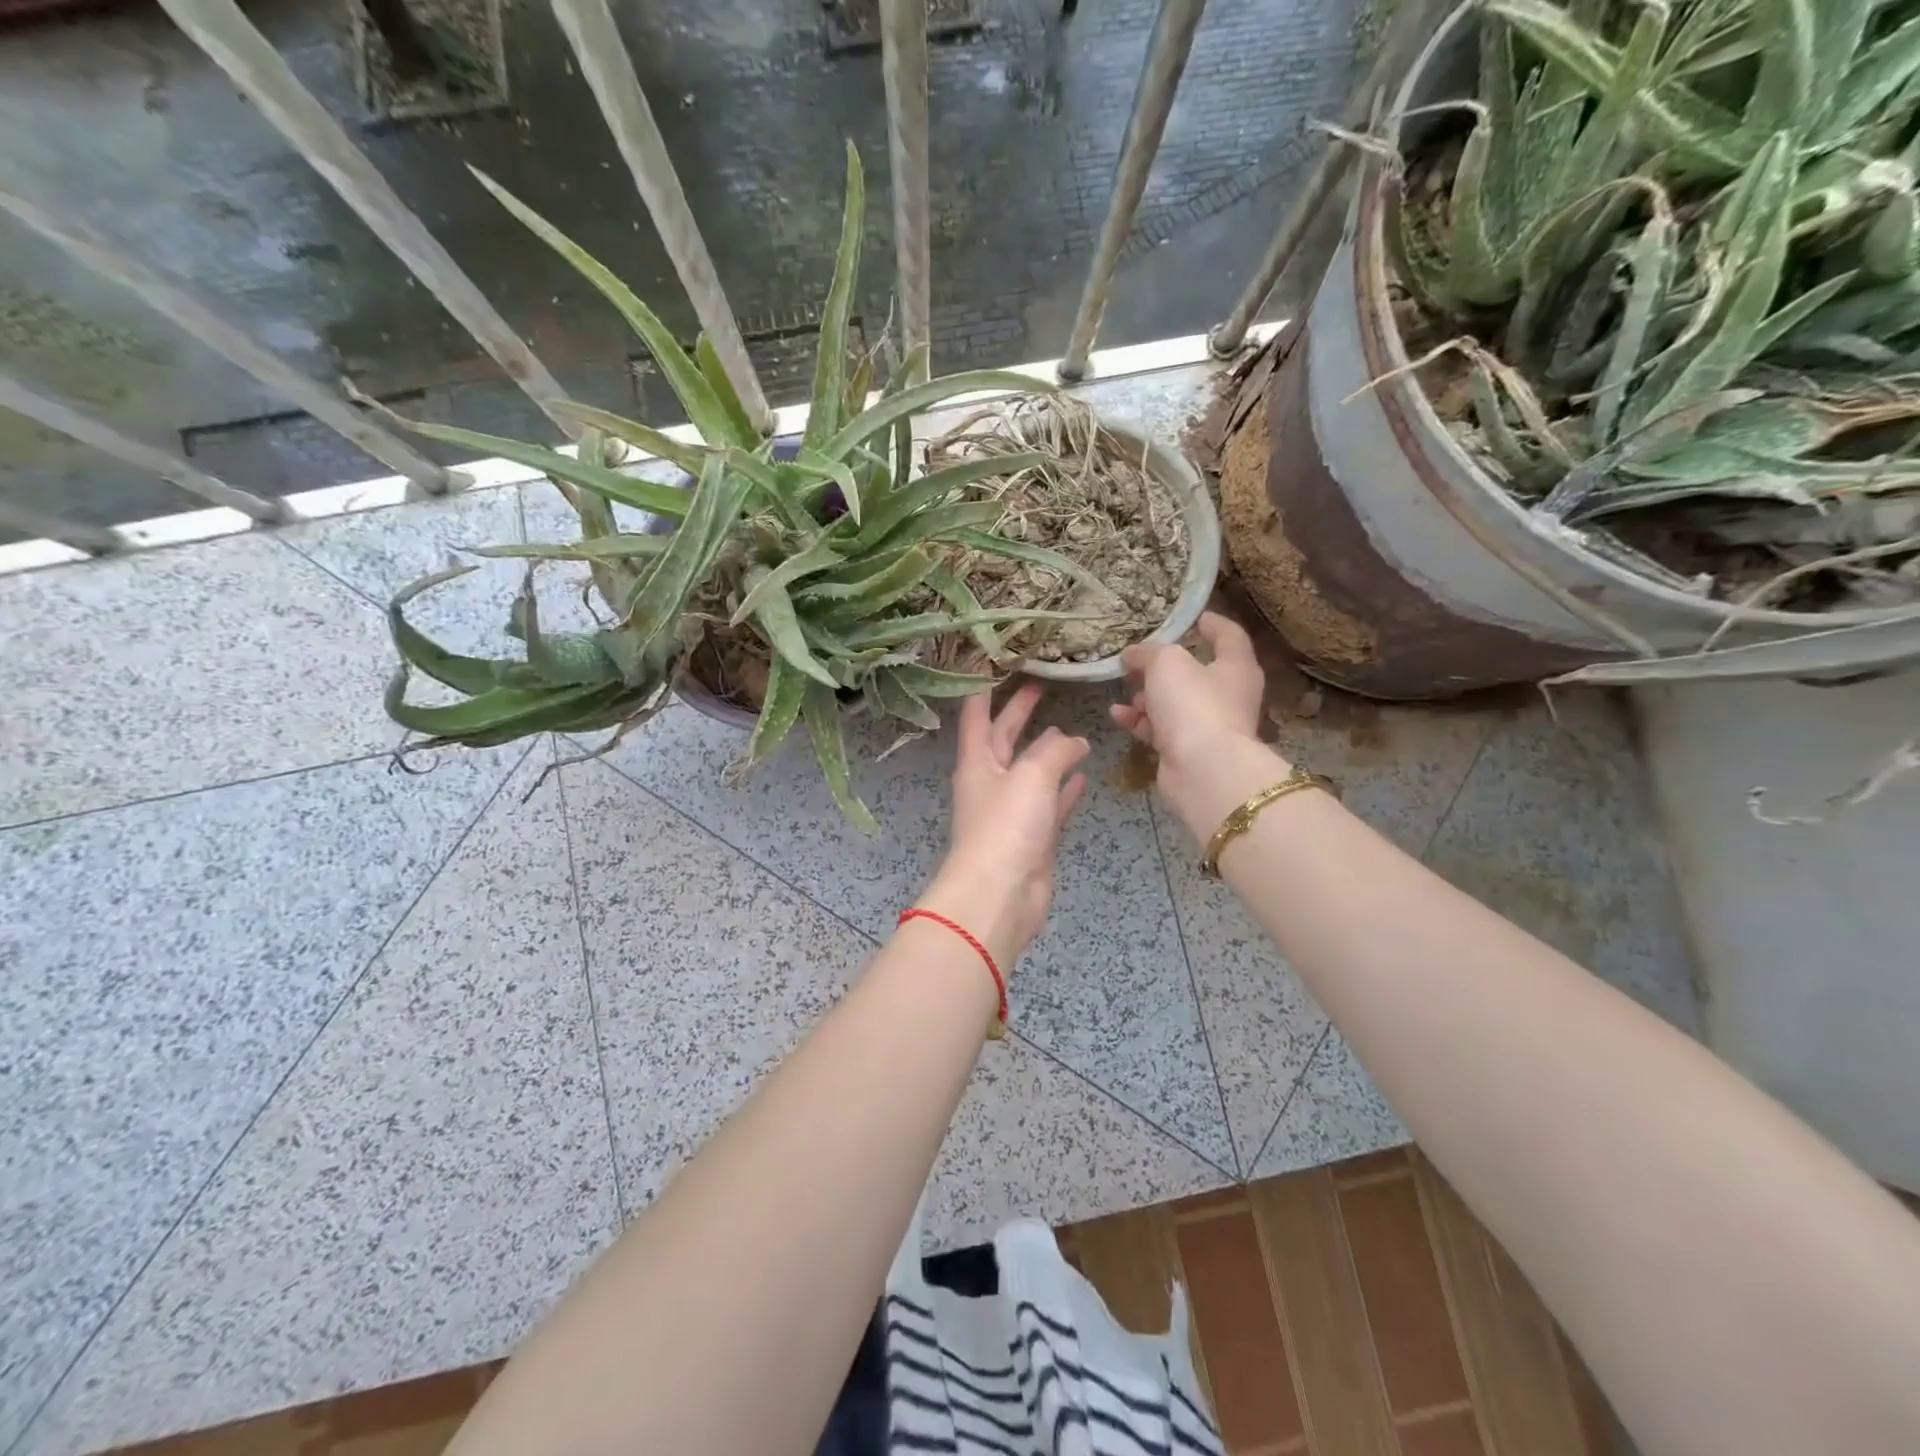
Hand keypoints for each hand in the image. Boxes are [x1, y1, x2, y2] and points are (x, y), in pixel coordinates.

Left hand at [918, 683, 1089, 967]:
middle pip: (1004, 737)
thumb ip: (1054, 751)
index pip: (976, 713)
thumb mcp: (1031, 776)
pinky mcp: (1033, 835)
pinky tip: (1083, 774)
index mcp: (977, 761)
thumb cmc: (1006, 827)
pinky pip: (1051, 802)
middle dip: (1020, 712)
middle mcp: (990, 781)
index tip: (996, 661)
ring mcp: (1011, 810)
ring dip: (1048, 751)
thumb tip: (1074, 741)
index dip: (984, 687)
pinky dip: (1065, 788)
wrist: (1001, 896)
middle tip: (1040, 685)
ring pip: (1031, 770)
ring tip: (1072, 729)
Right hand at [1111, 612, 1284, 834]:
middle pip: (1194, 672)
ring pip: (1173, 702)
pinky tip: (1118, 715)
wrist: (1203, 771)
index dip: (1211, 623)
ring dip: (1146, 696)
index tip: (1192, 616)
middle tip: (1135, 659)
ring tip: (1123, 690)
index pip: (1228, 636)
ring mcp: (1207, 725)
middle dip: (1162, 666)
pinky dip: (1140, 721)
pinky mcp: (1187, 750)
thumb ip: (1149, 652)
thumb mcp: (1167, 663)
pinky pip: (1160, 728)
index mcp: (1235, 666)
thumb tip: (1133, 654)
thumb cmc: (1193, 705)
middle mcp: (1227, 695)